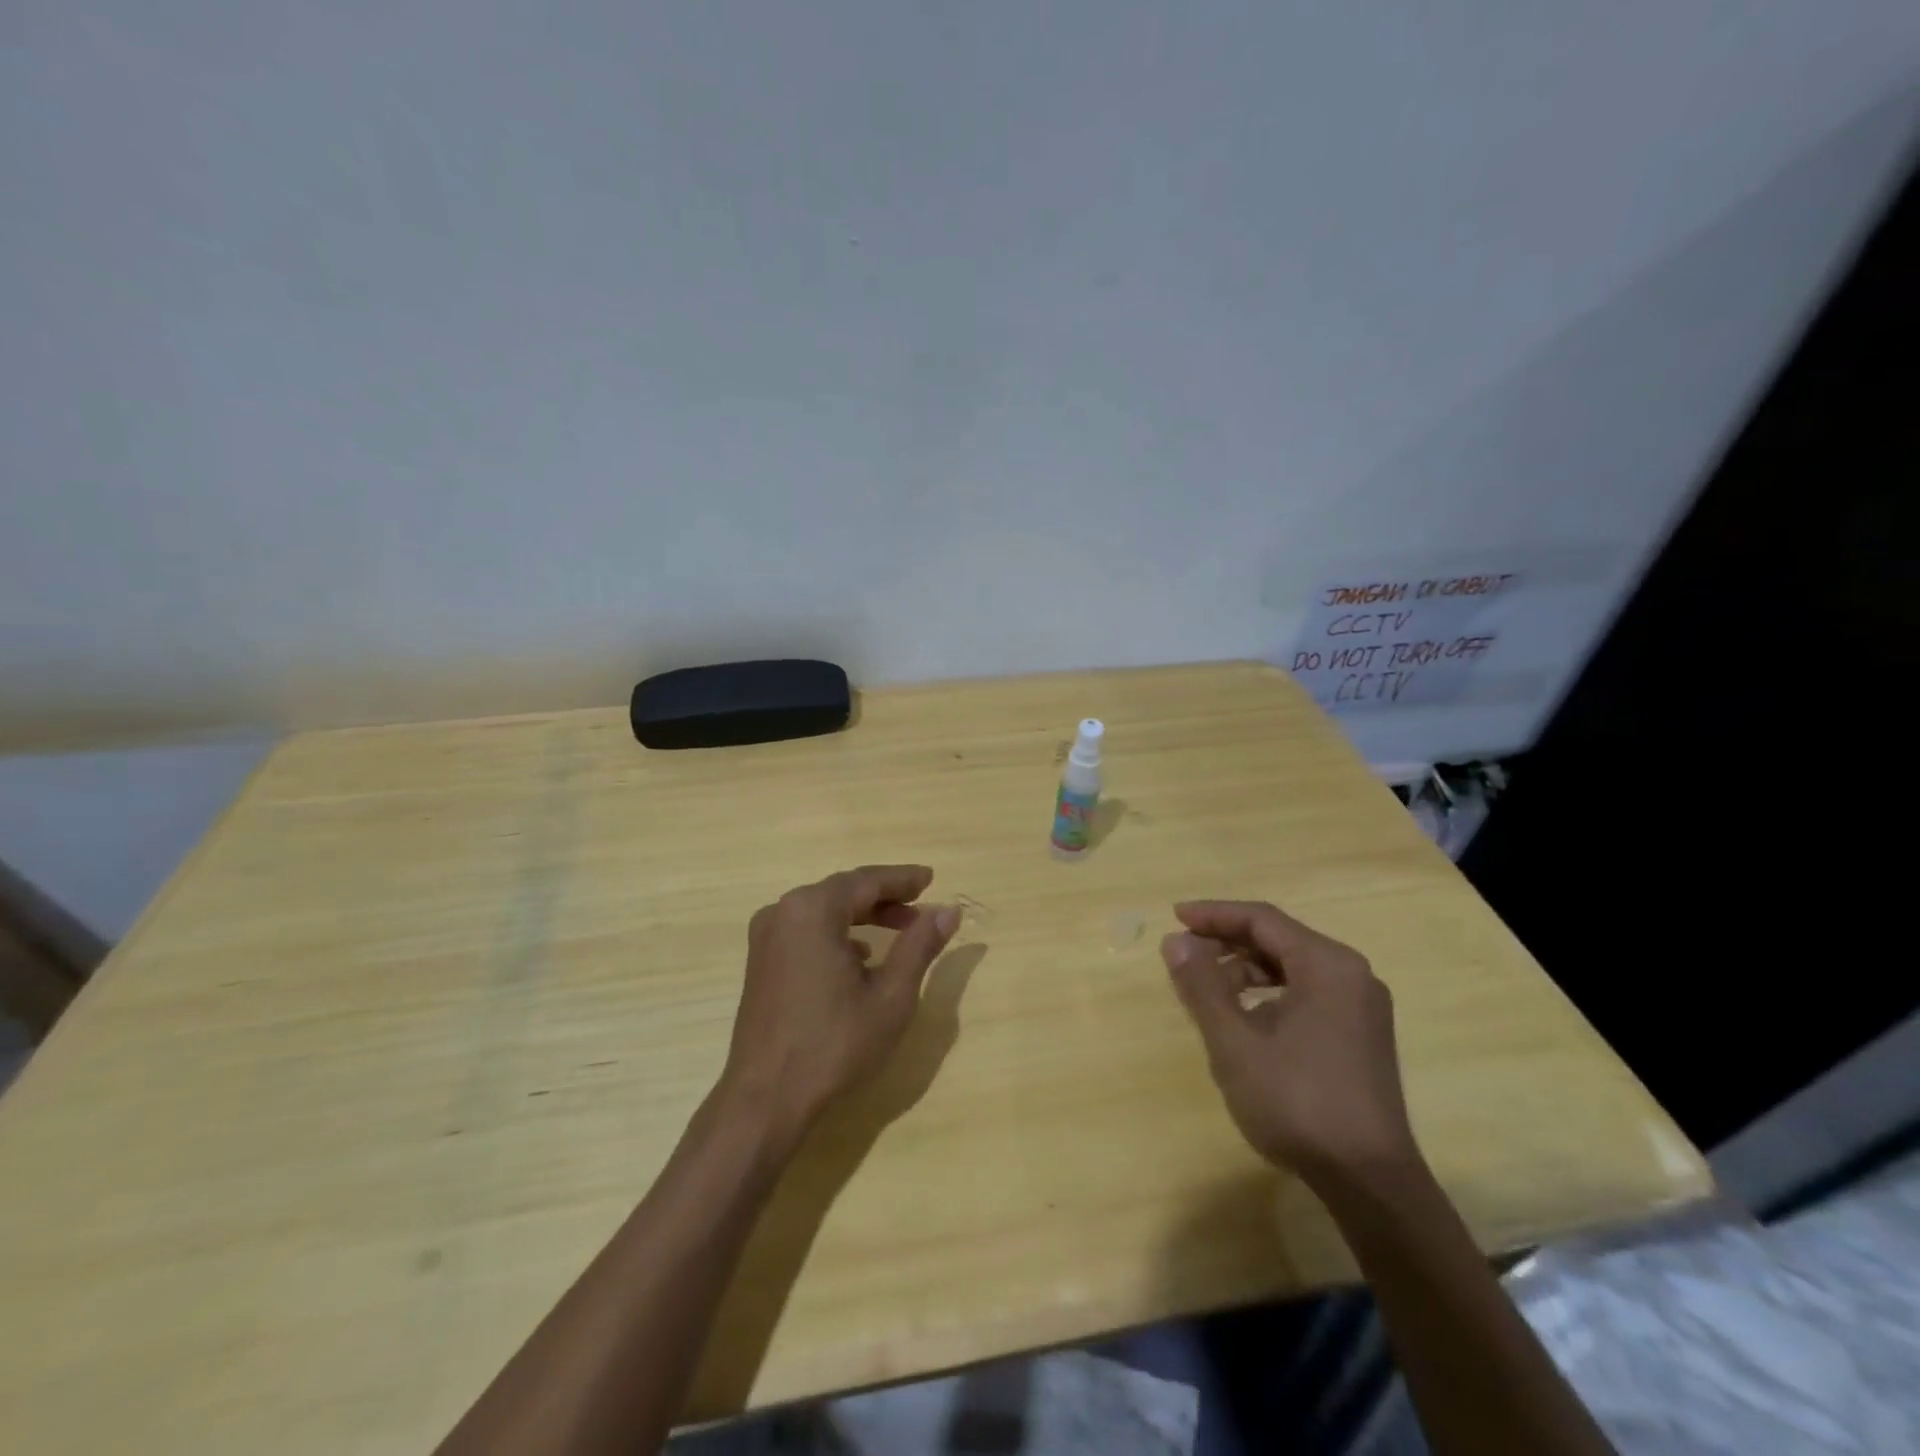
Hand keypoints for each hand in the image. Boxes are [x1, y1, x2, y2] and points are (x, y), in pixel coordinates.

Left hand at [719, 865, 957, 1150]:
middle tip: (921, 905)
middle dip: (885, 897)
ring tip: (901, 929)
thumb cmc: (834, 1044)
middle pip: (844, 891)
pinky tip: (861, 956)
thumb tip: (948, 911)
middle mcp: (784, 911)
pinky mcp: (761, 961)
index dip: (903, 879)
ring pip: (825, 910)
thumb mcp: (891, 996)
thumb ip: (920, 946)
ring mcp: (767, 936)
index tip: (931, 878)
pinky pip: (807, 930)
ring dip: (863, 915)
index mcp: (813, 910)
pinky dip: (838, 933)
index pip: (867, 881)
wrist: (766, 1099)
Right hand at [1161, 900, 1418, 1190]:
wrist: (1370, 1183)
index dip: (1214, 914)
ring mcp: (1360, 1007)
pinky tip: (1244, 1018)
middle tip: (1184, 954)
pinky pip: (1307, 992)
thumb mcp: (1235, 1043)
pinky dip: (1270, 994)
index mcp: (1327, 965)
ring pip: (1292, 967)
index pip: (1262, 919)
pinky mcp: (1361, 1035)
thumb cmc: (1297, 1103)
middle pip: (1279, 939)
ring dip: (1246, 970)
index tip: (1175, 918)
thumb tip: (1175, 941)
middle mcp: (1351, 975)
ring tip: (1206, 989)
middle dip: (1227, 942)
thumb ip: (1202, 985)